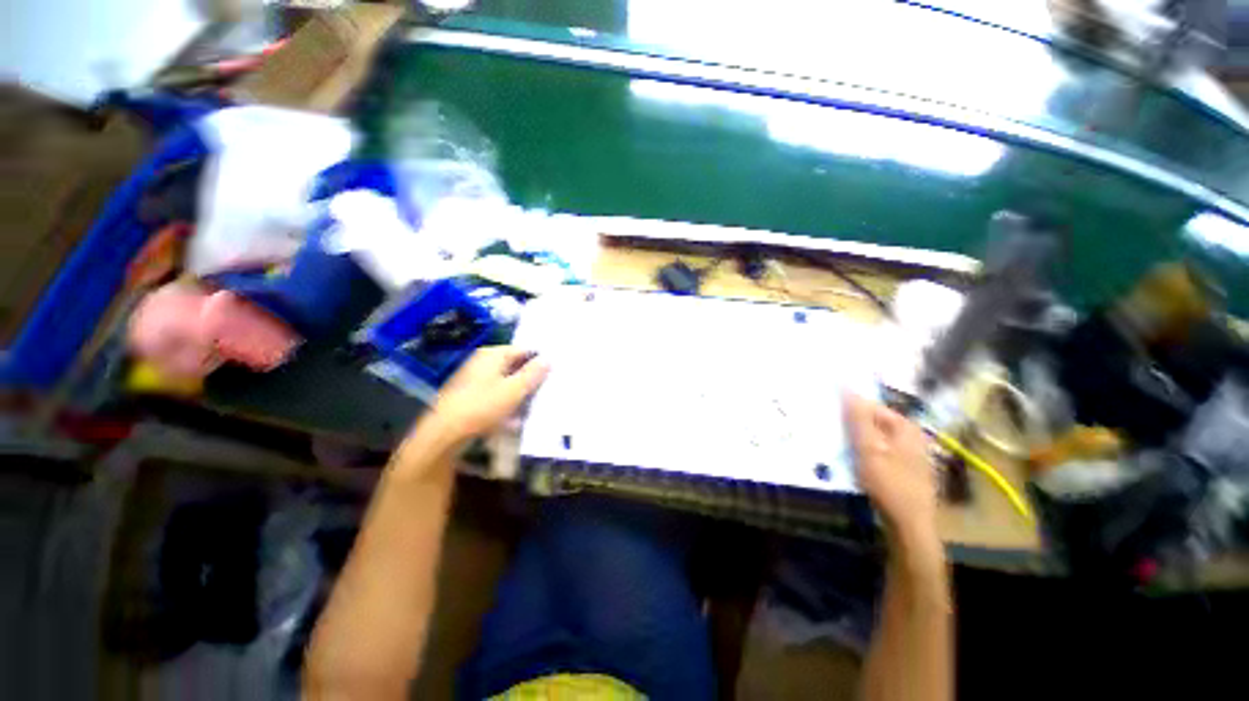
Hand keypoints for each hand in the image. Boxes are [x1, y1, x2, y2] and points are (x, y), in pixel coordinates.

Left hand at [425, 345, 550, 445]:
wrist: (443, 433)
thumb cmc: (482, 406)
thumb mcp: (514, 390)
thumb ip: (533, 374)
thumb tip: (549, 359)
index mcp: (492, 354)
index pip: (523, 350)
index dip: (539, 361)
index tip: (553, 374)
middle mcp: (482, 362)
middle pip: (514, 366)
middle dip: (530, 380)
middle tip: (546, 391)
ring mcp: (474, 379)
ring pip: (505, 382)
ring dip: (519, 394)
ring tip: (532, 408)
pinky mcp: (469, 396)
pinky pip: (494, 395)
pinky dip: (505, 404)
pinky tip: (513, 420)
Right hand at [844, 393, 939, 549]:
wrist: (910, 526)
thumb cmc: (889, 485)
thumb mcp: (868, 449)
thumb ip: (858, 419)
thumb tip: (847, 389)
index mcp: (906, 427)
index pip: (871, 407)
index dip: (849, 411)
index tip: (829, 418)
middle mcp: (912, 436)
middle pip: (874, 422)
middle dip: (852, 426)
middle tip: (831, 434)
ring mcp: (911, 453)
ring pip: (875, 438)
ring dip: (857, 441)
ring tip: (839, 448)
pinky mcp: (906, 468)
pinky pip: (880, 451)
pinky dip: (866, 453)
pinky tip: (854, 462)